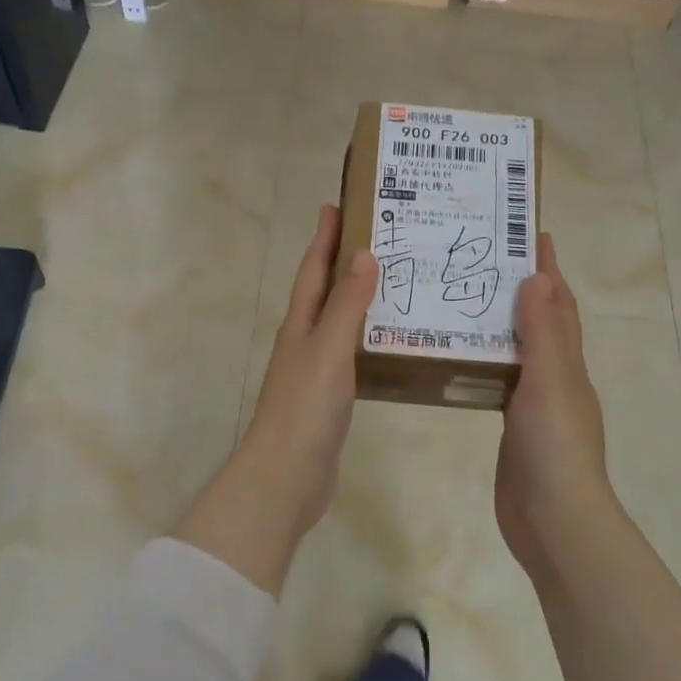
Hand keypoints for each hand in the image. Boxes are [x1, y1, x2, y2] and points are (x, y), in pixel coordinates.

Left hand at [180, 205, 376, 592]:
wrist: (286, 476)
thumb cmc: (305, 407)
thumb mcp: (328, 349)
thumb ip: (346, 305)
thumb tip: (362, 254)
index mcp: (300, 323)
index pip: (313, 269)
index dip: (324, 237)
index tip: (338, 204)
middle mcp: (304, 340)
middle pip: (323, 291)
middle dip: (343, 261)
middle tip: (380, 236)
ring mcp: (315, 370)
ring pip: (338, 321)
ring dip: (358, 298)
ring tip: (394, 281)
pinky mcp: (329, 396)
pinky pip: (350, 353)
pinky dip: (367, 336)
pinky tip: (390, 340)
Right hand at [495, 234, 617, 583]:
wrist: (554, 521)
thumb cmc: (555, 447)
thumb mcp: (550, 382)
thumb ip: (543, 332)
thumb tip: (538, 276)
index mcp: (567, 363)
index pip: (559, 304)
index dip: (548, 270)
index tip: (528, 233)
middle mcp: (556, 378)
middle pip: (541, 323)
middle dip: (522, 289)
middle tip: (483, 260)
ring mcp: (535, 406)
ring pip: (519, 351)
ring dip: (501, 323)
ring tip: (465, 298)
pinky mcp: (514, 429)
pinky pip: (500, 382)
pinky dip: (487, 362)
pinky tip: (461, 358)